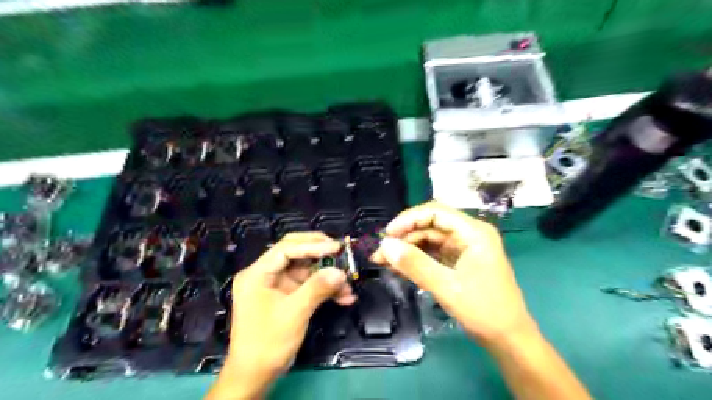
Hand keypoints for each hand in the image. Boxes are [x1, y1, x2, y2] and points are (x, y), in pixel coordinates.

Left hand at [209, 232, 356, 399]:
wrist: (255, 376)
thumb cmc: (268, 342)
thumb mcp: (294, 313)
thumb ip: (317, 288)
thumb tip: (340, 272)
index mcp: (258, 273)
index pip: (286, 249)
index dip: (312, 245)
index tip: (336, 247)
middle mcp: (266, 274)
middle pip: (296, 254)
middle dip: (321, 255)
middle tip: (342, 253)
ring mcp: (277, 286)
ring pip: (306, 271)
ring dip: (327, 277)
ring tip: (348, 285)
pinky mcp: (286, 297)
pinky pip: (308, 286)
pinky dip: (324, 290)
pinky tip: (344, 298)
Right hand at [373, 202, 533, 345]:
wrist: (509, 340)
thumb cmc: (484, 310)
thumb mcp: (446, 286)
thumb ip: (414, 264)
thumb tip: (385, 245)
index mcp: (473, 232)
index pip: (435, 212)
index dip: (408, 219)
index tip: (387, 235)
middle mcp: (469, 234)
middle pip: (430, 225)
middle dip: (404, 237)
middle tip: (380, 253)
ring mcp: (464, 248)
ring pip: (429, 240)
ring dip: (407, 249)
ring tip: (384, 261)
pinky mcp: (460, 261)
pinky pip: (433, 254)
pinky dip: (416, 260)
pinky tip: (399, 267)